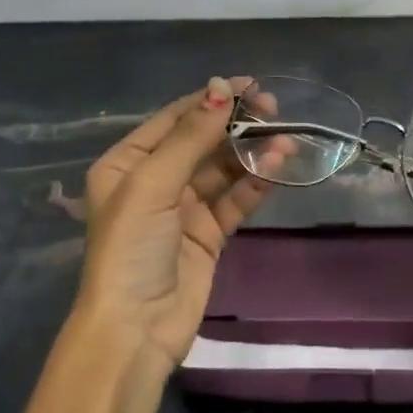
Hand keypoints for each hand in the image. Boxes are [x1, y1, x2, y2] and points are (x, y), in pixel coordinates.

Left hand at [73, 77, 276, 370]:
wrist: (135, 327)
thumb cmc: (131, 246)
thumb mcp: (152, 184)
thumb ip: (190, 137)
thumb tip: (220, 88)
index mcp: (127, 163)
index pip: (174, 119)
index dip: (210, 99)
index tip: (250, 84)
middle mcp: (154, 181)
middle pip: (202, 141)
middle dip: (236, 125)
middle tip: (274, 110)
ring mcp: (183, 208)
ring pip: (223, 169)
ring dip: (252, 153)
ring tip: (285, 139)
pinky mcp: (208, 234)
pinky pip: (235, 199)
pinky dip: (255, 183)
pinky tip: (277, 166)